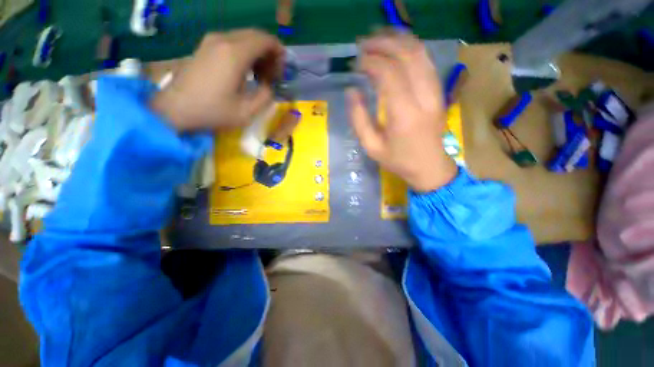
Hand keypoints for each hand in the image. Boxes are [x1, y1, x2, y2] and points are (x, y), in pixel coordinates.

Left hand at [150, 30, 283, 130]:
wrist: (175, 109)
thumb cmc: (213, 112)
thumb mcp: (247, 112)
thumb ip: (266, 96)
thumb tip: (269, 85)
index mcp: (235, 54)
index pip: (265, 40)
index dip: (279, 52)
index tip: (282, 70)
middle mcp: (223, 40)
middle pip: (255, 36)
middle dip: (269, 52)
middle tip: (273, 74)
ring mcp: (211, 41)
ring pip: (244, 37)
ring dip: (257, 53)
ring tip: (261, 75)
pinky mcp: (205, 46)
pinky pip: (232, 41)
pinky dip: (245, 52)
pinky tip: (245, 71)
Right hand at [348, 32, 456, 191]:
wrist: (430, 166)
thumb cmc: (398, 160)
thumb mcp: (371, 146)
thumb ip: (359, 119)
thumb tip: (352, 90)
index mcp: (404, 115)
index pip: (389, 74)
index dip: (370, 62)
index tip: (355, 63)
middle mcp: (423, 97)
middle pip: (407, 55)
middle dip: (383, 44)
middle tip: (363, 44)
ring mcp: (435, 92)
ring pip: (420, 53)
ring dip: (397, 40)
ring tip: (377, 39)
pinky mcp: (439, 91)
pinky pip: (427, 61)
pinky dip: (410, 48)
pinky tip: (396, 48)